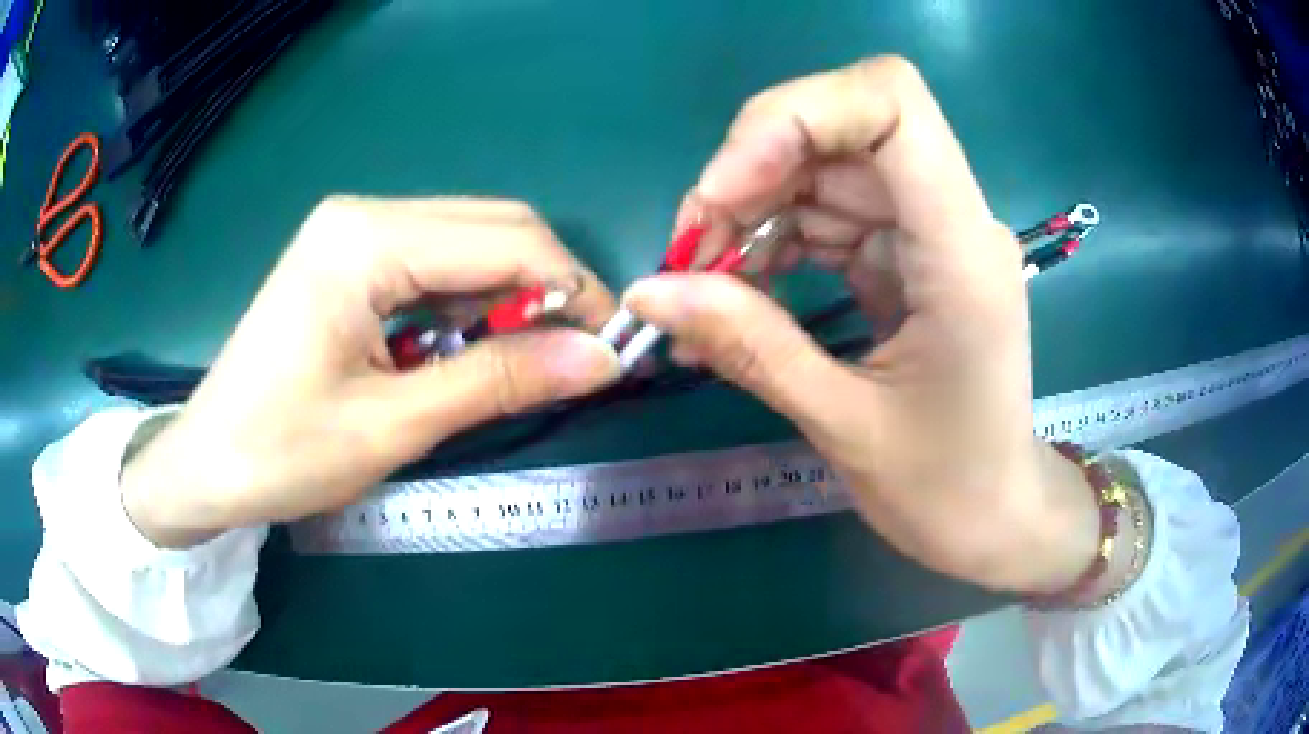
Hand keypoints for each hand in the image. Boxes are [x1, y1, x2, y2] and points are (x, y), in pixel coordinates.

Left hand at [122, 197, 619, 546]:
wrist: (207, 464)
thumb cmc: (283, 452)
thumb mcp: (395, 425)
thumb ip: (500, 380)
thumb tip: (601, 359)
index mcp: (367, 239)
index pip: (508, 240)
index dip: (573, 291)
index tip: (610, 351)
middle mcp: (365, 214)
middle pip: (493, 228)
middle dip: (545, 290)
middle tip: (567, 361)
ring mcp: (353, 231)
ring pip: (468, 244)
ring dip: (505, 301)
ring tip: (511, 367)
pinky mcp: (348, 257)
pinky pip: (434, 264)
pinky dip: (465, 305)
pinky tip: (457, 351)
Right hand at [624, 58, 1097, 593]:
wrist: (996, 518)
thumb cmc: (946, 490)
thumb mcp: (843, 425)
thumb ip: (749, 346)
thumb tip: (646, 292)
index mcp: (961, 250)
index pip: (889, 102)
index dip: (795, 116)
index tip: (724, 190)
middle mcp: (952, 219)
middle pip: (840, 129)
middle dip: (751, 174)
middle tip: (691, 257)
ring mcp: (930, 233)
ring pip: (824, 169)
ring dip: (751, 212)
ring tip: (703, 289)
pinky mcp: (908, 256)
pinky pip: (828, 216)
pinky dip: (773, 242)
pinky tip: (737, 296)